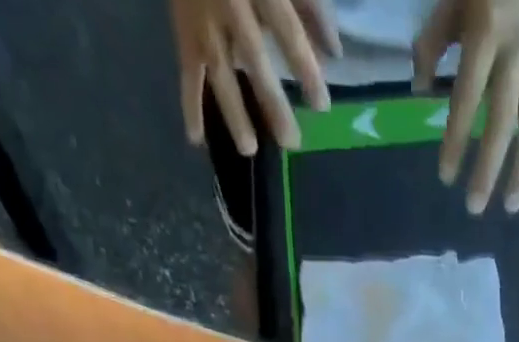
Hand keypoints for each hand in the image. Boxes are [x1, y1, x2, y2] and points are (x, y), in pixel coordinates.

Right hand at [172, 0, 339, 154]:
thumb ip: (310, 5)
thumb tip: (335, 53)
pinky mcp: (184, 31)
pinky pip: (187, 72)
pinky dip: (190, 105)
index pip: (287, 30)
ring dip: (232, 113)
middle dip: (272, 102)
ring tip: (248, 150)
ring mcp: (203, 20)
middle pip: (254, 57)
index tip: (322, 106)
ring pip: (219, 71)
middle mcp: (229, 4)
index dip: (305, 68)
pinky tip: (196, 139)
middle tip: (291, 142)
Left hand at [414, 0, 518, 213]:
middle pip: (502, 125)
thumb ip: (434, 42)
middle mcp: (517, 58)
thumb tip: (420, 90)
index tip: (446, 177)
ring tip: (509, 207)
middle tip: (474, 208)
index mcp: (486, 36)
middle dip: (487, 170)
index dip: (456, 140)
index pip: (467, 99)